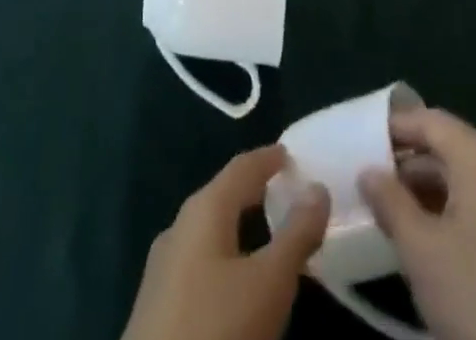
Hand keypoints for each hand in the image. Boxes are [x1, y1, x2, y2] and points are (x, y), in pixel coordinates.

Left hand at [122, 146, 331, 339]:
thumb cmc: (217, 330)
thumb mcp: (269, 284)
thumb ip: (296, 235)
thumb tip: (318, 188)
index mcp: (203, 210)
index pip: (240, 168)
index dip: (267, 158)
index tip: (290, 153)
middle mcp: (178, 228)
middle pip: (221, 196)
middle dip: (252, 191)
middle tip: (284, 190)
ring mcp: (163, 268)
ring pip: (209, 232)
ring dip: (237, 228)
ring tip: (266, 235)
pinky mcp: (157, 306)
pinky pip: (199, 263)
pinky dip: (225, 257)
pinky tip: (235, 283)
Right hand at [359, 109, 475, 339]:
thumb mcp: (420, 250)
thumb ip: (389, 202)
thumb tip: (368, 172)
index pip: (428, 120)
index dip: (392, 128)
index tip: (360, 142)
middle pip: (450, 149)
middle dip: (410, 166)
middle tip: (373, 186)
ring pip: (470, 182)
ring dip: (433, 194)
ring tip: (397, 217)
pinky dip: (459, 214)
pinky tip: (438, 245)